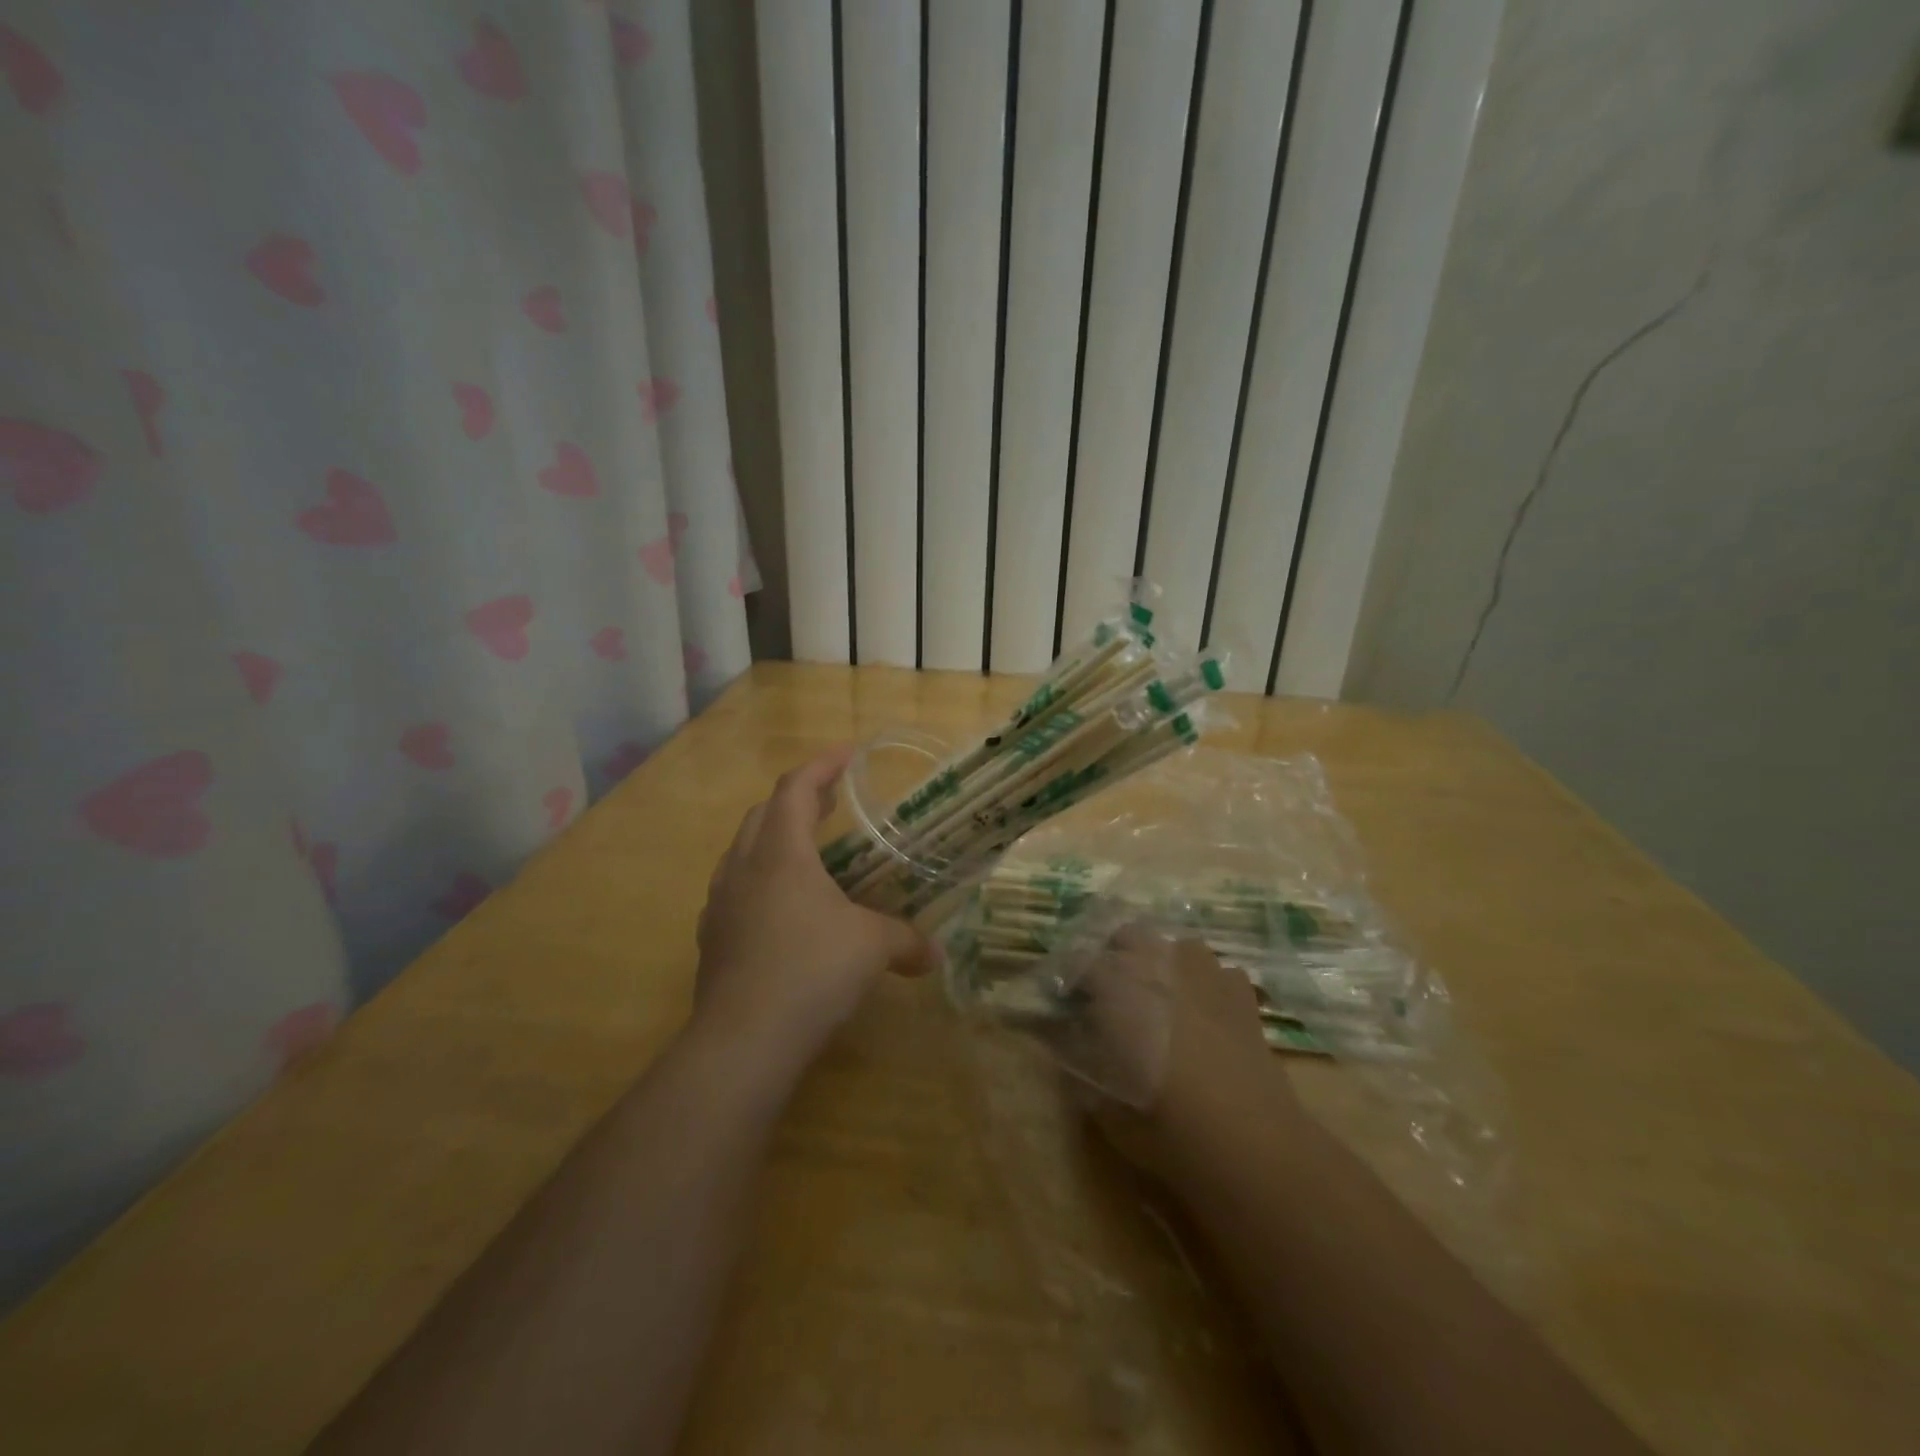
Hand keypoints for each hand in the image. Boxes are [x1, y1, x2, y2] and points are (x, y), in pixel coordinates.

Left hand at [695, 747, 938, 1071]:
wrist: (743, 1041)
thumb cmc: (812, 971)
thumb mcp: (872, 948)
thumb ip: (907, 941)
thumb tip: (935, 955)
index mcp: (780, 853)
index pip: (795, 788)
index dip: (822, 765)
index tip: (849, 754)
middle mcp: (743, 868)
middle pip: (765, 813)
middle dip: (799, 798)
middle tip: (832, 799)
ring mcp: (720, 904)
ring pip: (743, 851)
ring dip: (774, 838)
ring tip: (806, 849)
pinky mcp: (712, 939)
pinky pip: (735, 889)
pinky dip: (760, 879)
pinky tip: (782, 907)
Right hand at [1076, 927, 1299, 1184]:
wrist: (1254, 1146)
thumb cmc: (1168, 1128)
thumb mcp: (1104, 1107)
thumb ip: (1078, 1061)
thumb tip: (1063, 1036)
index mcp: (1119, 987)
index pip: (1080, 962)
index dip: (1070, 979)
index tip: (1067, 1002)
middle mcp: (1162, 968)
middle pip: (1129, 935)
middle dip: (1116, 956)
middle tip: (1111, 994)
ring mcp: (1207, 975)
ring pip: (1178, 946)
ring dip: (1165, 963)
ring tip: (1162, 999)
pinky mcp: (1243, 996)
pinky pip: (1219, 972)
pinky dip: (1208, 985)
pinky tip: (1207, 1013)